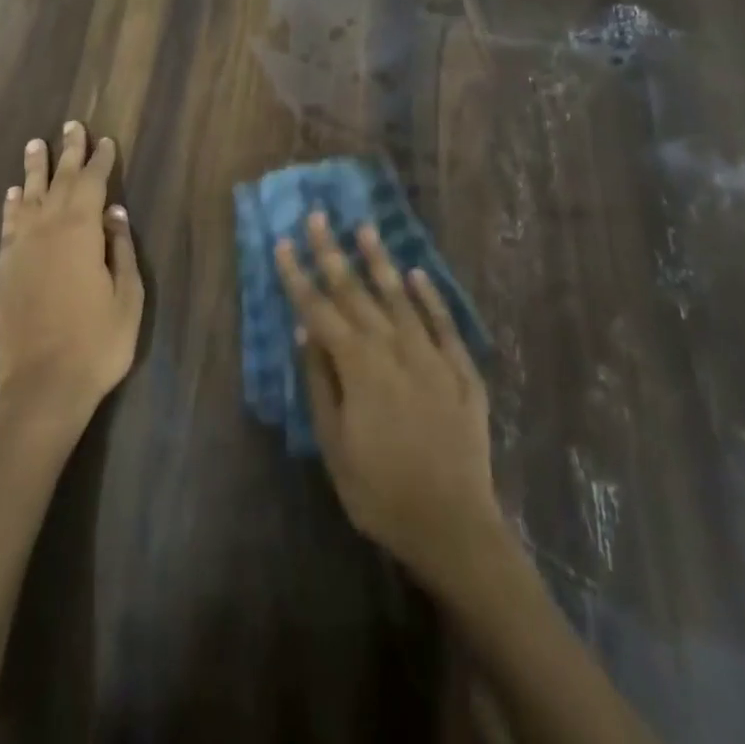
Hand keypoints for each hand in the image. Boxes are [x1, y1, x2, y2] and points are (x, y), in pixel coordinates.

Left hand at [0, 121, 143, 428]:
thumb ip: (121, 249)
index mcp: (81, 232)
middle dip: (67, 151)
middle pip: (59, 180)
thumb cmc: (97, 342)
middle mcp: (47, 229)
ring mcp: (21, 248)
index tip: (105, 140)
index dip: (100, 160)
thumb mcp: (127, 297)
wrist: (41, 386)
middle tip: (72, 125)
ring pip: (27, 196)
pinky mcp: (4, 269)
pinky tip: (12, 194)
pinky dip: (11, 205)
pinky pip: (8, 225)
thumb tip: (116, 212)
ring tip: (35, 144)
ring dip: (33, 169)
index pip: (92, 183)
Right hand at [276, 213, 505, 589]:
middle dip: (332, 252)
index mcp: (357, 366)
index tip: (282, 242)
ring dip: (380, 261)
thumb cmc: (380, 492)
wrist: (455, 527)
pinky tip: (418, 274)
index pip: (319, 309)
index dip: (297, 276)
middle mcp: (393, 349)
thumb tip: (304, 333)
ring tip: (365, 228)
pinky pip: (444, 324)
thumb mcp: (334, 445)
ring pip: (400, 297)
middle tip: (318, 216)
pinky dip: (430, 297)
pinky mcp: (462, 371)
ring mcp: (431, 356)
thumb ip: (320, 384)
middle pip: (356, 292)